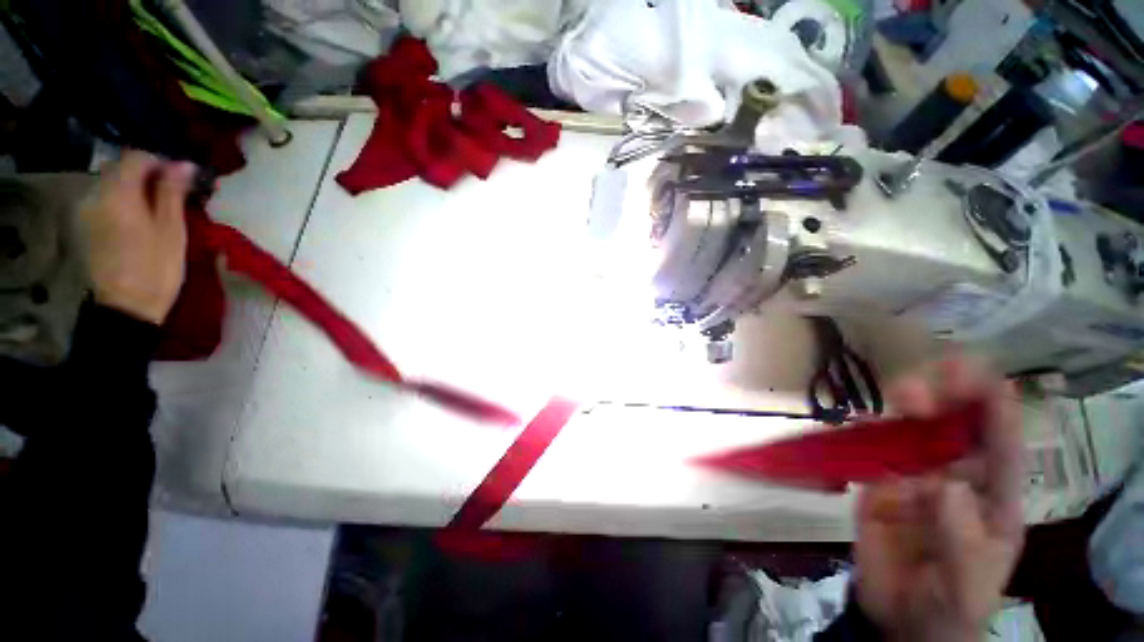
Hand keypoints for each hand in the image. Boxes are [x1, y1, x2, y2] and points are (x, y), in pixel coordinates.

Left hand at [82, 151, 191, 324]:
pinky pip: (104, 198)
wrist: (126, 306)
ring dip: (133, 186)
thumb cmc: (156, 268)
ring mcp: (86, 209)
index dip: (160, 162)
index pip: (136, 157)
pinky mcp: (85, 223)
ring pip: (111, 182)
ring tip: (156, 205)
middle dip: (146, 173)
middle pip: (120, 168)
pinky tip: (137, 216)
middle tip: (171, 192)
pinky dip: (122, 199)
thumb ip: (172, 193)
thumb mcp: (172, 230)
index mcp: (118, 194)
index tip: (180, 178)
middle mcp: (96, 194)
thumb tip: (183, 164)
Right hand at [854, 359, 1024, 641]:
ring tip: (904, 391)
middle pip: (953, 431)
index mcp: (991, 501)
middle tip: (939, 375)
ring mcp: (912, 481)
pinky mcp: (875, 487)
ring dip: (907, 410)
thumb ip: (962, 538)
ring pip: (910, 435)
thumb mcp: (967, 583)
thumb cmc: (951, 605)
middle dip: (949, 400)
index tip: (985, 376)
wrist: (899, 620)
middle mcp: (954, 480)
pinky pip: (870, 455)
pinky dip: (866, 434)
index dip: (996, 411)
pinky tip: (861, 420)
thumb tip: (946, 485)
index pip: (999, 449)